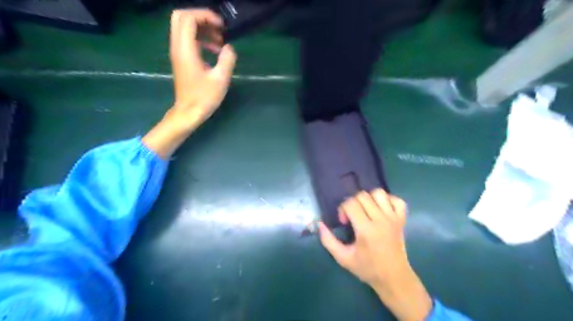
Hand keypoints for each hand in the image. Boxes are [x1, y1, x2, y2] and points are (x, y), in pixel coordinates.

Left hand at [144, 10, 237, 159]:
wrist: (188, 112)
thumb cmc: (204, 98)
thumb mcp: (221, 79)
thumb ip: (227, 59)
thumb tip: (229, 47)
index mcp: (186, 50)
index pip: (189, 18)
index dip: (205, 16)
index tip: (222, 27)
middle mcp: (177, 47)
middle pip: (181, 17)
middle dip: (201, 18)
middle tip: (218, 29)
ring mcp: (177, 53)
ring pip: (183, 28)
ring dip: (202, 29)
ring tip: (219, 42)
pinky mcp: (180, 59)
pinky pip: (187, 39)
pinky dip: (200, 39)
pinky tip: (214, 51)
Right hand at [320, 189, 431, 320]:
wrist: (394, 278)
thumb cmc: (367, 269)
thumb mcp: (343, 258)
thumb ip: (328, 241)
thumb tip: (320, 224)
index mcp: (366, 230)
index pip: (351, 204)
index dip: (343, 209)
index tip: (344, 222)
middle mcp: (380, 220)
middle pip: (363, 196)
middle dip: (353, 203)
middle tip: (353, 217)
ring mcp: (393, 219)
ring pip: (379, 193)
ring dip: (369, 198)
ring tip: (366, 210)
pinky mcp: (402, 220)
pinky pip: (397, 200)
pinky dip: (388, 200)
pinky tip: (381, 209)